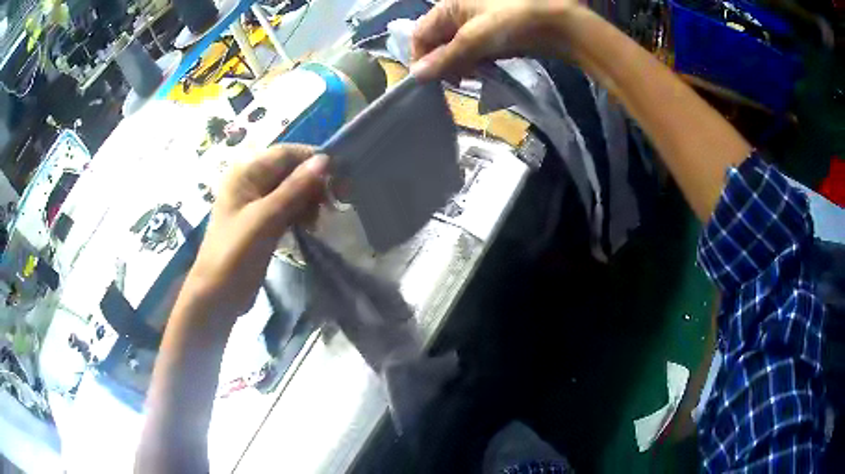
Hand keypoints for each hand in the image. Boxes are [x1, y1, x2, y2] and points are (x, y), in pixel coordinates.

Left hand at [186, 145, 326, 317]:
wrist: (218, 294)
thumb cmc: (235, 253)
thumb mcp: (266, 218)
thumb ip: (295, 188)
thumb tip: (325, 159)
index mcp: (246, 172)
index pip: (286, 153)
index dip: (313, 161)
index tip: (339, 178)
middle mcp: (251, 181)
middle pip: (291, 170)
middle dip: (313, 183)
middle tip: (332, 204)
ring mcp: (257, 202)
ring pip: (292, 190)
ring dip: (309, 200)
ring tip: (317, 221)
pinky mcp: (263, 221)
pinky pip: (288, 208)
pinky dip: (301, 213)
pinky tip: (309, 226)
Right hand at [411, 0, 577, 78]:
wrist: (560, 24)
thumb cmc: (513, 22)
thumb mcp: (475, 39)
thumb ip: (445, 58)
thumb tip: (415, 76)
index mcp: (448, 6)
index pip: (421, 35)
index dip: (422, 58)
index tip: (432, 81)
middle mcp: (459, 13)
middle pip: (438, 43)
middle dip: (444, 63)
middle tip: (459, 80)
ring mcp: (477, 24)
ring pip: (457, 50)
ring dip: (461, 66)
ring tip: (474, 76)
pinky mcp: (494, 36)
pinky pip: (475, 52)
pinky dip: (477, 63)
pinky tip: (485, 70)